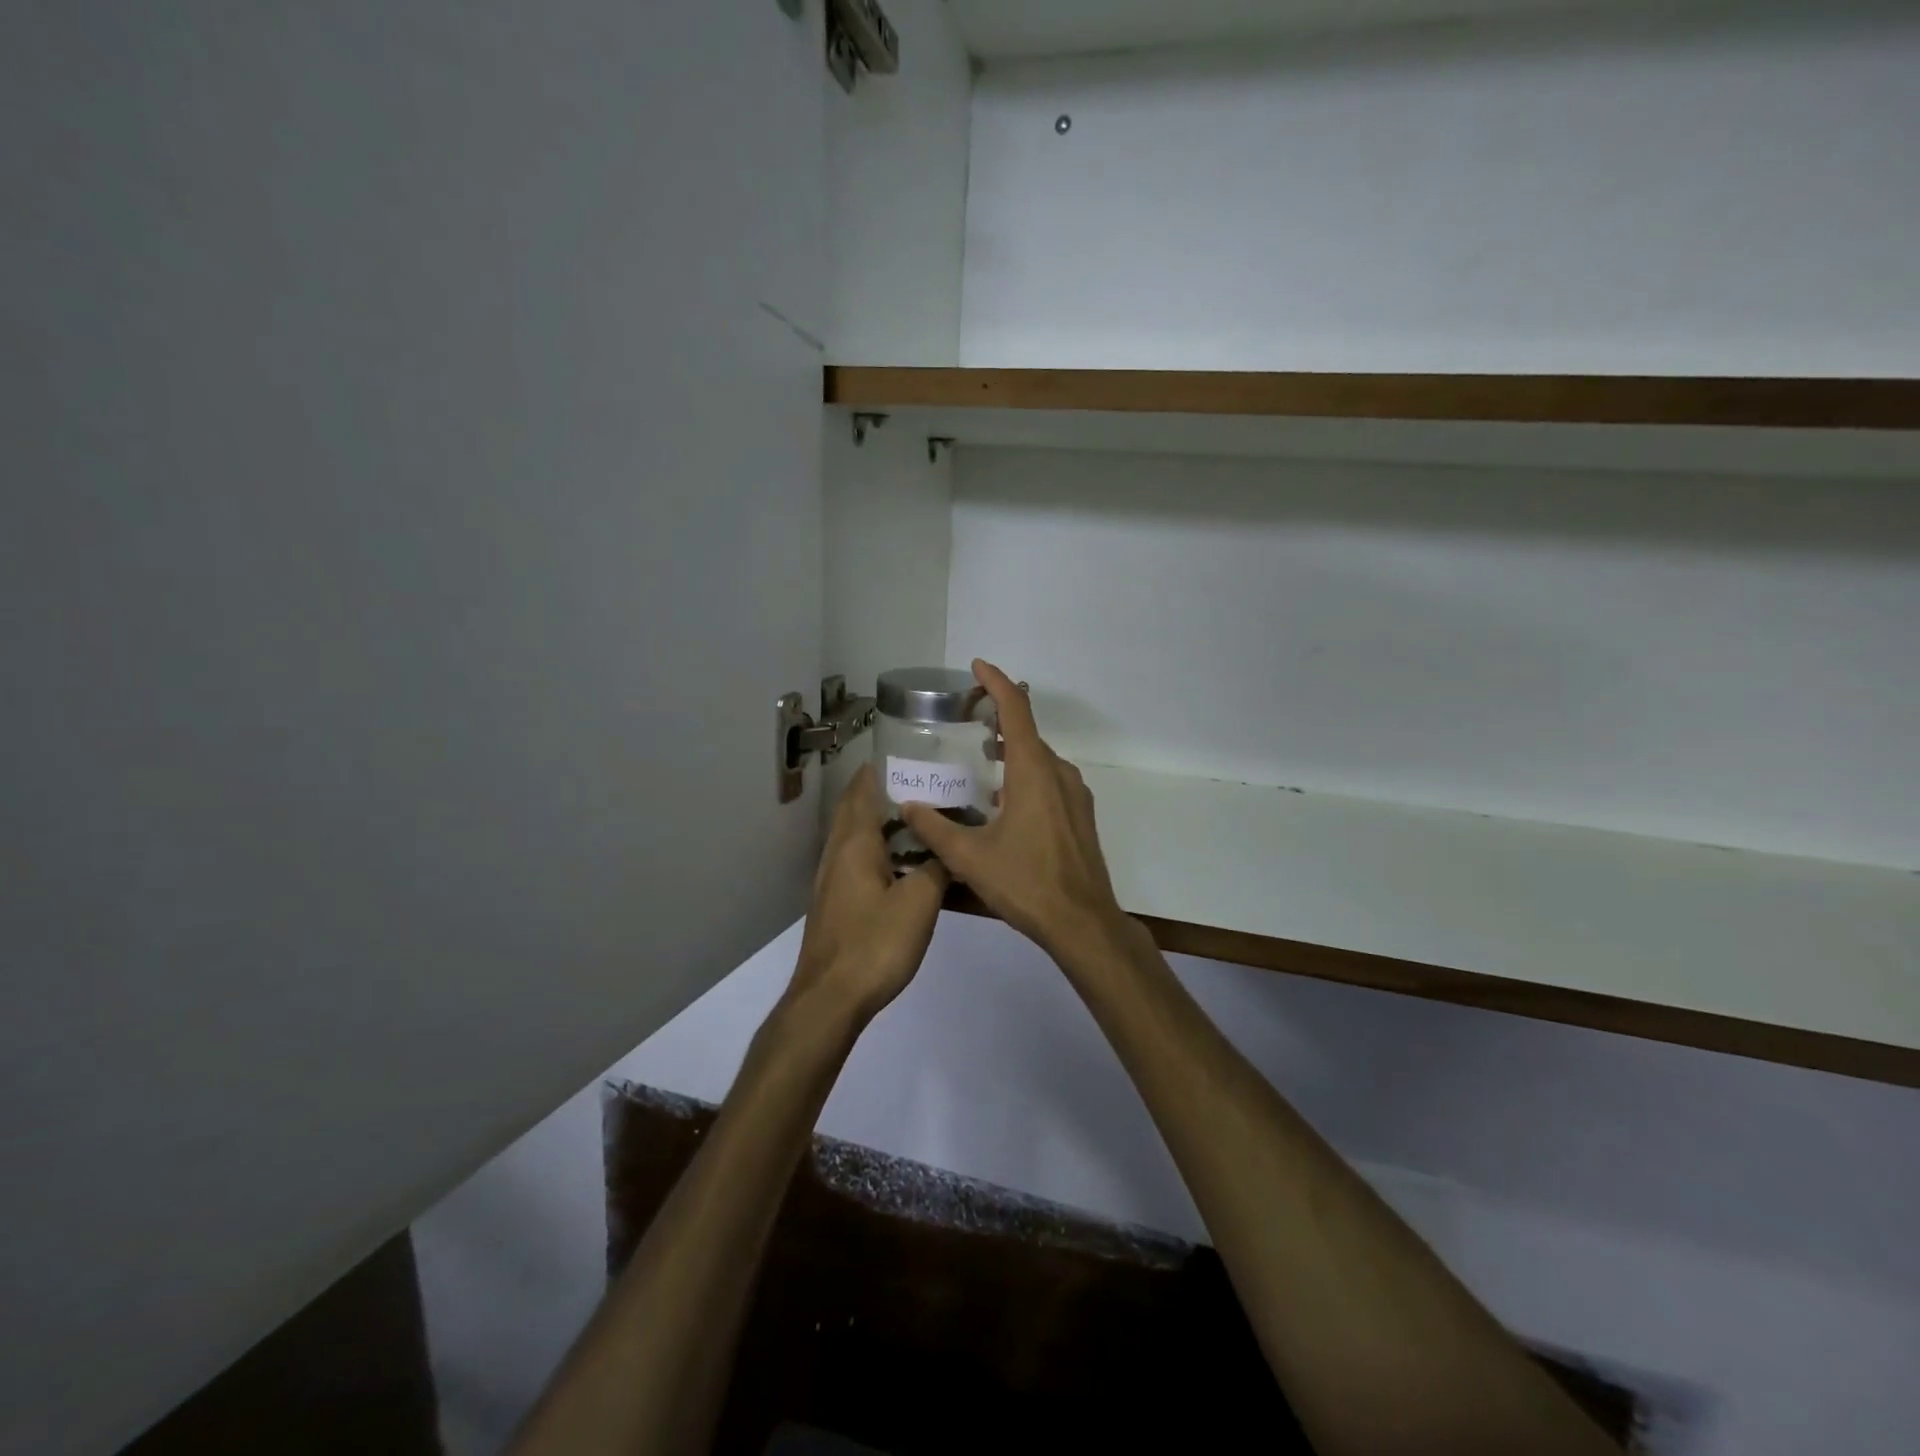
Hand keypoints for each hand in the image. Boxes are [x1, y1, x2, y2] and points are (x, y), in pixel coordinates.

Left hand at [788, 763, 948, 1023]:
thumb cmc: (875, 943)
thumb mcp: (920, 902)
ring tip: (922, 819)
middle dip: (884, 791)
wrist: (830, 998)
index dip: (882, 768)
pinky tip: (905, 864)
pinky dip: (879, 850)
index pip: (864, 789)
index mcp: (856, 843)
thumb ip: (937, 868)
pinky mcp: (836, 902)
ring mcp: (833, 879)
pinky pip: (858, 861)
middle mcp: (838, 853)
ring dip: (883, 822)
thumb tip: (947, 851)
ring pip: (857, 836)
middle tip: (925, 784)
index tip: (911, 754)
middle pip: (857, 809)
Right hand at [901, 660, 1126, 963]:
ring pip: (1039, 759)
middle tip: (967, 720)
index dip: (996, 682)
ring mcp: (1075, 794)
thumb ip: (934, 827)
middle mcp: (1058, 773)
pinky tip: (1006, 802)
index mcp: (1032, 771)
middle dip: (998, 719)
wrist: (1082, 922)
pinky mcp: (1081, 815)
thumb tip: (908, 806)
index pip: (1016, 710)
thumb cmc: (1025, 883)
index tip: (977, 667)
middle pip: (1027, 732)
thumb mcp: (969, 857)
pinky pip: (1050, 780)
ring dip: (1012, 750)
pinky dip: (1026, 774)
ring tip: (981, 759)